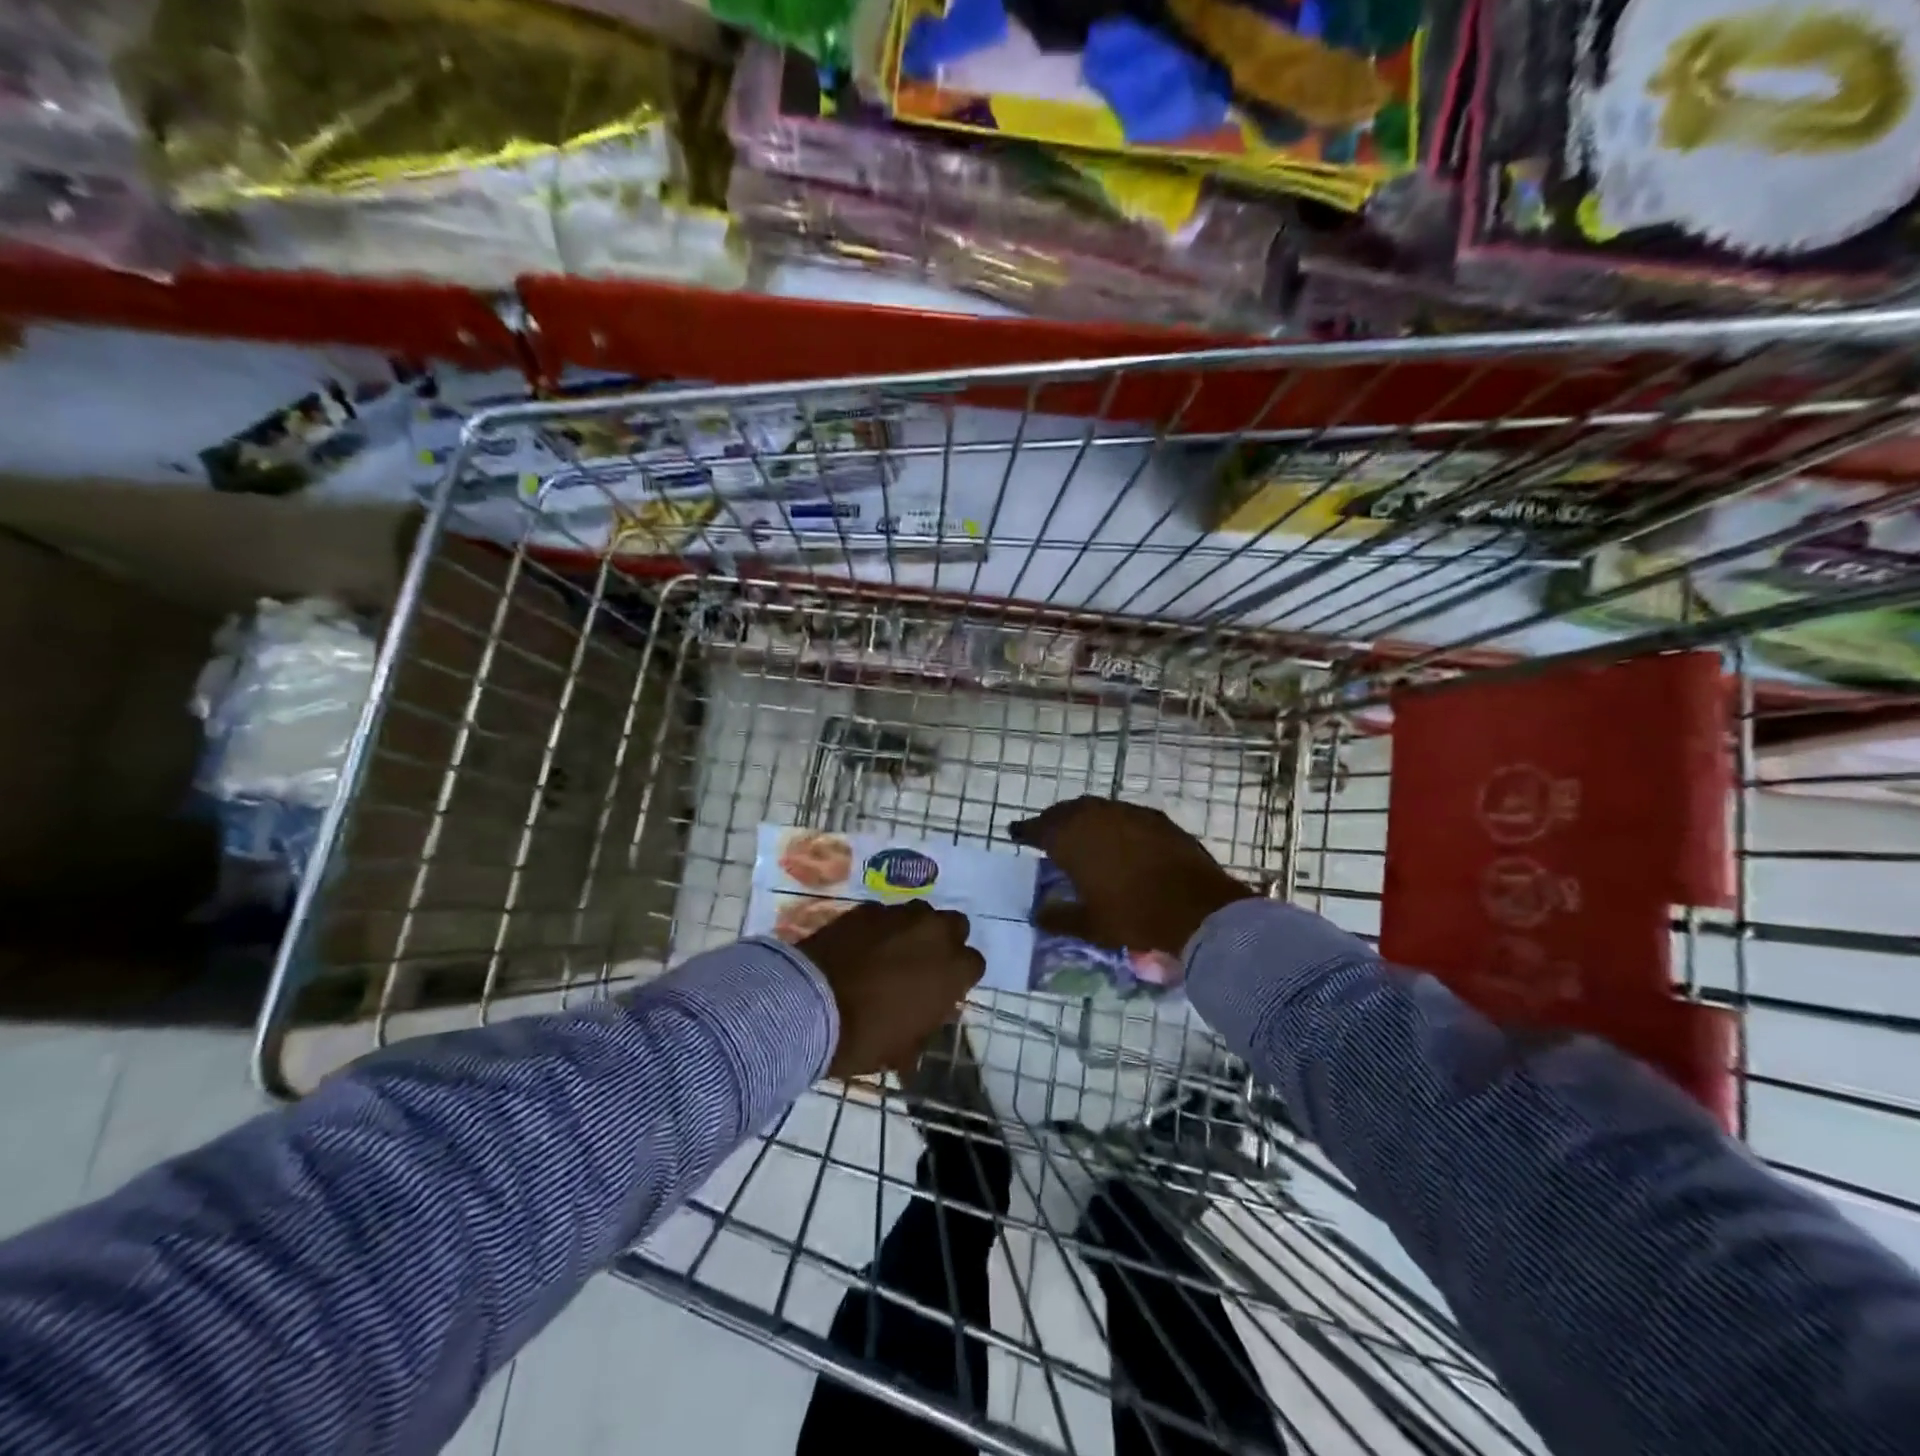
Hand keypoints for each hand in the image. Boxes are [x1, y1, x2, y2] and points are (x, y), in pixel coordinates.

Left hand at [796, 901, 984, 1079]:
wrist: (808, 1005)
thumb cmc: (863, 1036)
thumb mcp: (901, 1049)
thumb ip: (923, 1028)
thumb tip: (922, 1026)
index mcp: (953, 970)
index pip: (974, 964)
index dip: (958, 978)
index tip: (941, 992)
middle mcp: (934, 933)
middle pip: (955, 926)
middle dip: (944, 941)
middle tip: (922, 965)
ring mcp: (899, 915)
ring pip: (921, 913)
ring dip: (914, 930)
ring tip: (891, 952)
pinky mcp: (867, 908)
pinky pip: (885, 914)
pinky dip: (879, 928)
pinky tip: (861, 947)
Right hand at [1010, 797, 1255, 957]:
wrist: (1196, 907)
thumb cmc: (1133, 916)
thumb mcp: (1090, 924)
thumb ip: (1059, 917)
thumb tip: (1037, 913)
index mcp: (1071, 839)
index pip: (1038, 828)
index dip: (1025, 831)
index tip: (1016, 833)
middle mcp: (1095, 817)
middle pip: (1065, 812)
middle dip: (1053, 821)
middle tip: (1047, 833)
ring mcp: (1128, 813)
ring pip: (1095, 809)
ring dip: (1083, 818)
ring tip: (1081, 834)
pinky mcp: (1155, 818)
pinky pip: (1123, 814)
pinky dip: (1112, 822)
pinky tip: (1117, 838)